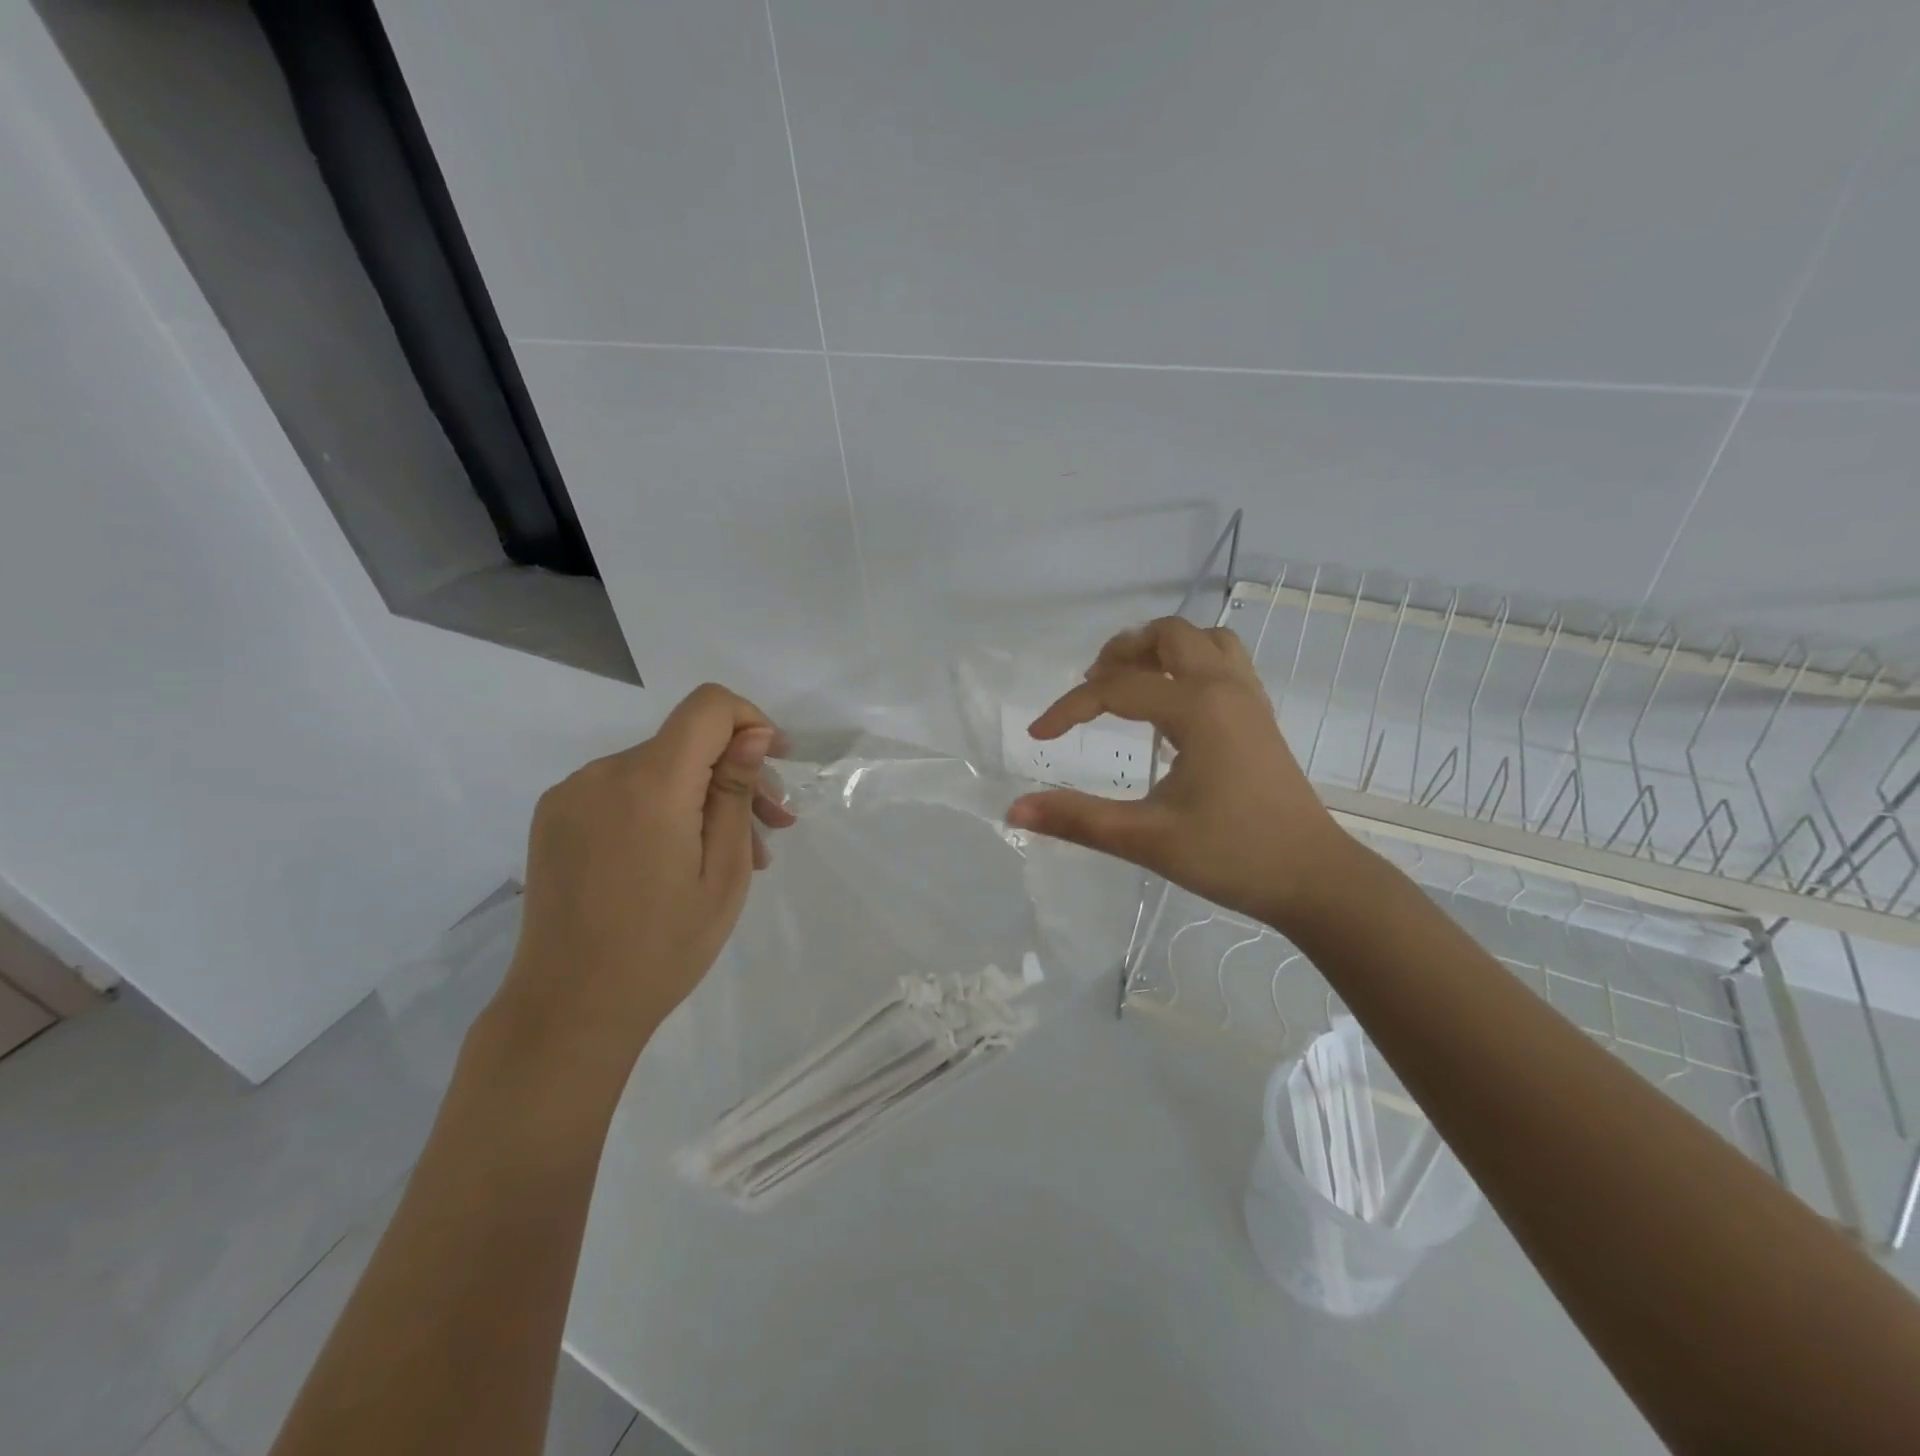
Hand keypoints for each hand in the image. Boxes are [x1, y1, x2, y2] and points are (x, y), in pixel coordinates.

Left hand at [490, 683, 794, 1071]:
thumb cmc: (664, 947)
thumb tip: (754, 734)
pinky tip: (680, 855)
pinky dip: (662, 806)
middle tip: (773, 826)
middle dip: (735, 772)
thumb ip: (736, 792)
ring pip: (658, 768)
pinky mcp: (555, 817)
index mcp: (650, 784)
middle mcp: (603, 773)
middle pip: (686, 741)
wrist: (568, 1009)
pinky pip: (624, 790)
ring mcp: (571, 794)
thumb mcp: (724, 872)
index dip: (750, 721)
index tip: (775, 766)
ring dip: (701, 795)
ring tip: (734, 851)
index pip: (708, 706)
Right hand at [1006, 617, 1348, 930]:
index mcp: (1198, 708)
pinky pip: (1223, 663)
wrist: (1314, 879)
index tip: (1038, 737)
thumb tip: (1014, 810)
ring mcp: (1249, 699)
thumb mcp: (1146, 840)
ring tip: (1130, 685)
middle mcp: (1225, 687)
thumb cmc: (1233, 856)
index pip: (1116, 688)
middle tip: (1092, 689)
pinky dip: (1189, 666)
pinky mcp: (1259, 717)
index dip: (1068, 709)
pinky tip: (1170, 707)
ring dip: (1160, 651)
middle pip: (1168, 635)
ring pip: (1203, 641)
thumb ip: (1077, 820)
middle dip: (1121, 653)